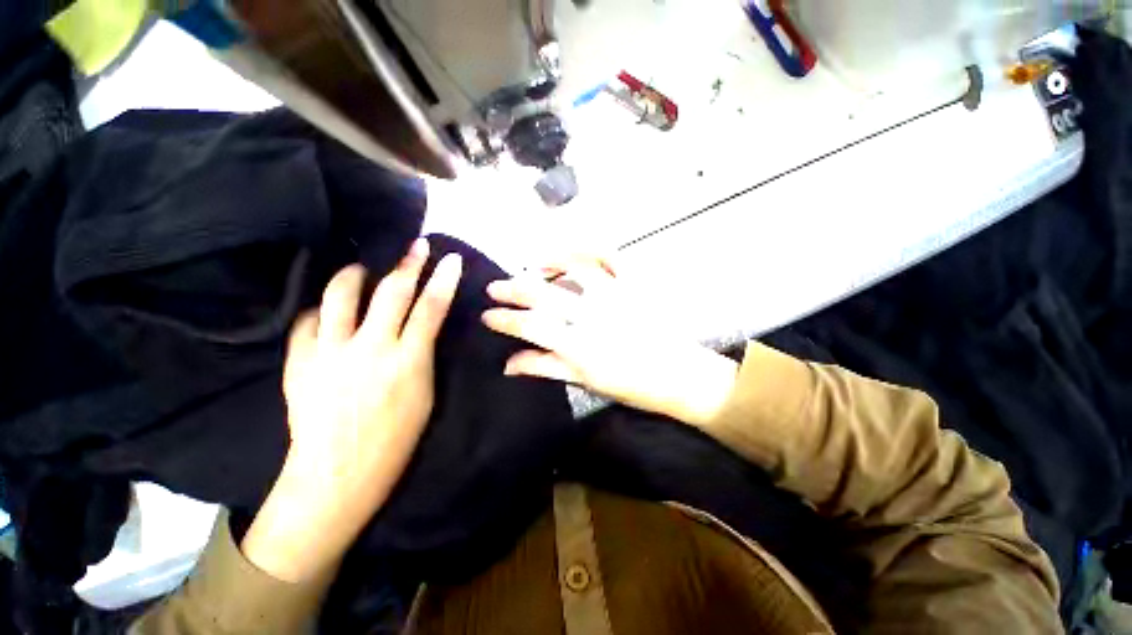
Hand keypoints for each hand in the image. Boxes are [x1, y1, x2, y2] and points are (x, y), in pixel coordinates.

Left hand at [242, 239, 462, 581]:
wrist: (337, 475)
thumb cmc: (395, 439)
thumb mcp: (425, 394)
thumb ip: (422, 355)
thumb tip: (420, 326)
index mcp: (408, 361)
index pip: (431, 308)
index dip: (443, 280)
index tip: (450, 259)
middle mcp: (370, 348)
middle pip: (393, 292)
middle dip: (409, 263)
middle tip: (417, 245)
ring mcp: (329, 352)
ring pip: (341, 294)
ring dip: (356, 273)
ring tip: (363, 267)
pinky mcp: (299, 361)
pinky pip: (308, 319)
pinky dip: (322, 308)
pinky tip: (329, 310)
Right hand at [482, 258, 737, 426]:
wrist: (679, 376)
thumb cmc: (631, 385)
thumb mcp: (584, 381)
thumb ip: (545, 367)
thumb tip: (508, 365)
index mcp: (578, 344)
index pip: (529, 326)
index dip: (504, 319)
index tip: (487, 315)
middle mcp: (592, 313)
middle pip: (542, 294)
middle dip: (512, 289)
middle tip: (495, 287)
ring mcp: (614, 293)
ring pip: (573, 266)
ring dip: (548, 261)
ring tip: (532, 264)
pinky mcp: (634, 283)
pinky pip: (612, 256)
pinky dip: (591, 248)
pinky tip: (575, 251)